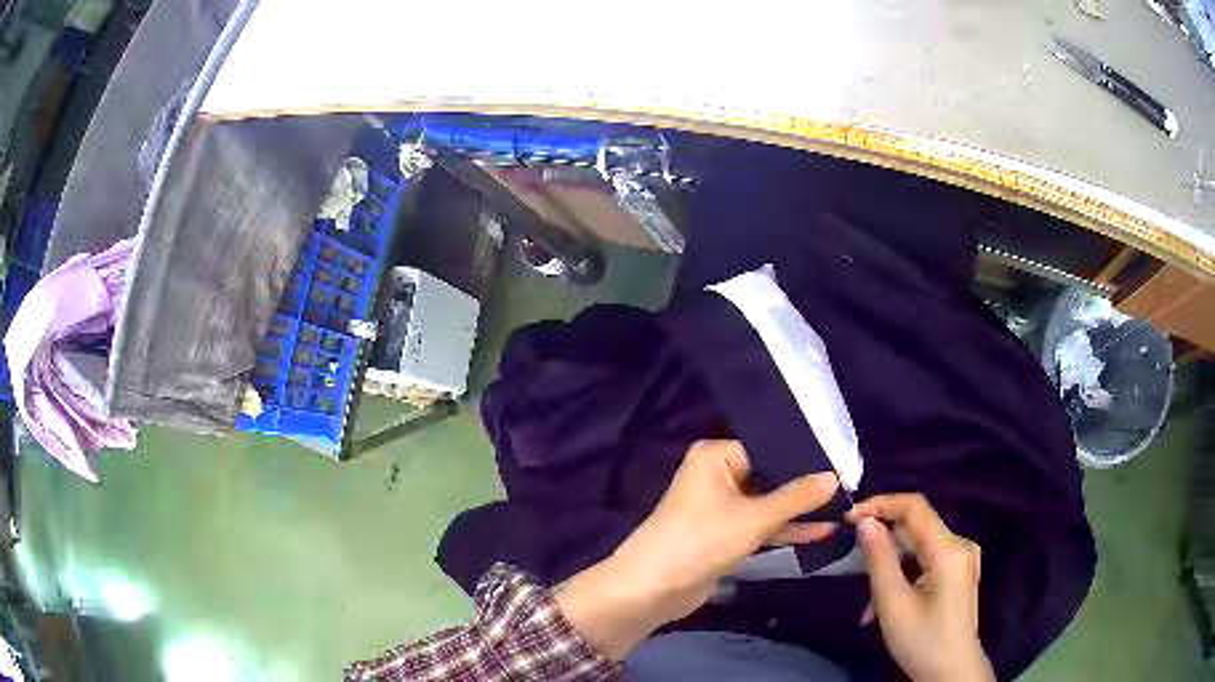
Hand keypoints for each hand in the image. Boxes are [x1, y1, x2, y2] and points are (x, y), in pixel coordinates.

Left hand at [556, 440, 839, 659]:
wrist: (652, 591)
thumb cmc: (701, 541)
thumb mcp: (753, 518)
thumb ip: (796, 497)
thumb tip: (835, 477)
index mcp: (717, 456)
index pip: (770, 447)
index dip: (805, 458)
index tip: (844, 463)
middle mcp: (718, 474)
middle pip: (771, 476)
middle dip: (806, 486)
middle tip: (851, 486)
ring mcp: (722, 506)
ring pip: (768, 504)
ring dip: (799, 510)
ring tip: (843, 508)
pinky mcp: (725, 534)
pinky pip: (761, 525)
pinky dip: (785, 529)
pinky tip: (820, 531)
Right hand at [847, 494, 993, 681]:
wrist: (952, 673)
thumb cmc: (922, 642)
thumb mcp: (893, 605)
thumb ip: (880, 560)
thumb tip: (865, 522)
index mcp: (949, 549)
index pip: (914, 507)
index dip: (880, 505)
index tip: (848, 519)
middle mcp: (960, 545)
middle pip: (916, 528)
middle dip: (883, 545)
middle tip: (854, 570)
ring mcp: (963, 559)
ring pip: (918, 547)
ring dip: (891, 567)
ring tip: (870, 605)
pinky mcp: (959, 572)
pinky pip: (927, 560)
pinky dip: (904, 575)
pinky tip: (888, 603)